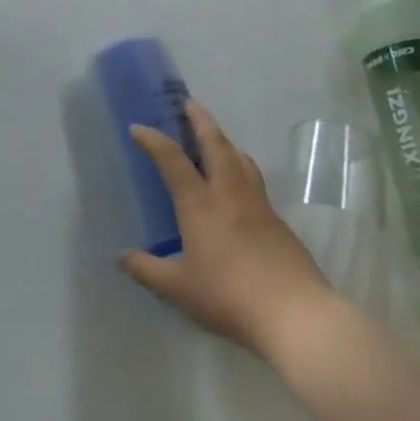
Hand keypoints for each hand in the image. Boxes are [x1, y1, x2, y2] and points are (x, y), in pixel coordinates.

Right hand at [121, 100, 335, 355]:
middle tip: (190, 105)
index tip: (138, 127)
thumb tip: (123, 257)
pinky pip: (254, 183)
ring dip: (225, 142)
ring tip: (215, 139)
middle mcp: (230, 195)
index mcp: (200, 205)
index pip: (172, 160)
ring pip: (242, 161)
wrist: (296, 315)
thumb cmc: (229, 296)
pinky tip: (237, 188)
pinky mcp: (279, 224)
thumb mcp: (178, 288)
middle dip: (202, 122)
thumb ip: (147, 269)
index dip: (153, 140)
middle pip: (217, 146)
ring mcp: (259, 207)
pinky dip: (241, 170)